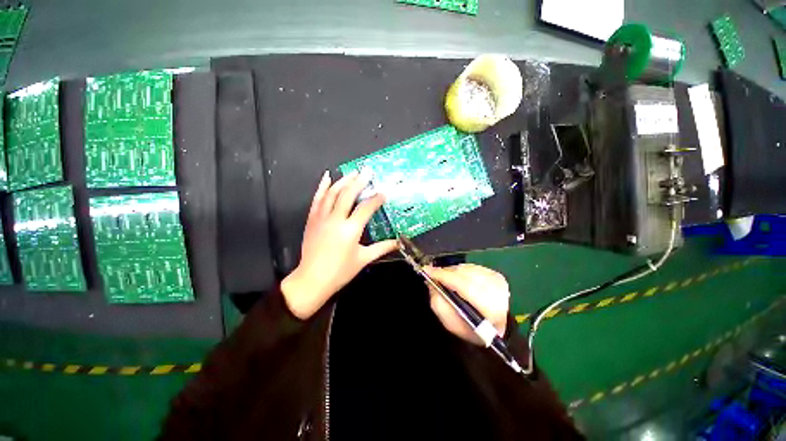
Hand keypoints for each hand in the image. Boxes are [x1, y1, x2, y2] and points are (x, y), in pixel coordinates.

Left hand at [281, 170, 396, 319]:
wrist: (312, 279)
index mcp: (350, 230)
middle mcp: (336, 220)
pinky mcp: (312, 219)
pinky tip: (327, 177)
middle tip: (367, 170)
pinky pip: (317, 199)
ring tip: (353, 172)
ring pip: (332, 194)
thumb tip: (398, 242)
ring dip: (343, 181)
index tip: (383, 192)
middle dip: (359, 181)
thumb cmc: (340, 271)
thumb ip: (382, 248)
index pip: (366, 208)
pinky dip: (322, 187)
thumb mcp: (363, 259)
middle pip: (348, 195)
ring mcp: (322, 218)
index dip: (376, 199)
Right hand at [424, 264, 509, 345]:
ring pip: (466, 269)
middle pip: (463, 274)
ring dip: (453, 272)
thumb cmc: (473, 330)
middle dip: (446, 273)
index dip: (443, 276)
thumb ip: (439, 304)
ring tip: (445, 279)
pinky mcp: (496, 274)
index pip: (463, 285)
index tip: (427, 270)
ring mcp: (497, 280)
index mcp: (489, 308)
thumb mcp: (452, 324)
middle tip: (433, 275)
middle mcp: (496, 290)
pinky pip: (472, 267)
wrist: (499, 328)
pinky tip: (457, 279)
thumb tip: (432, 283)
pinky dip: (461, 271)